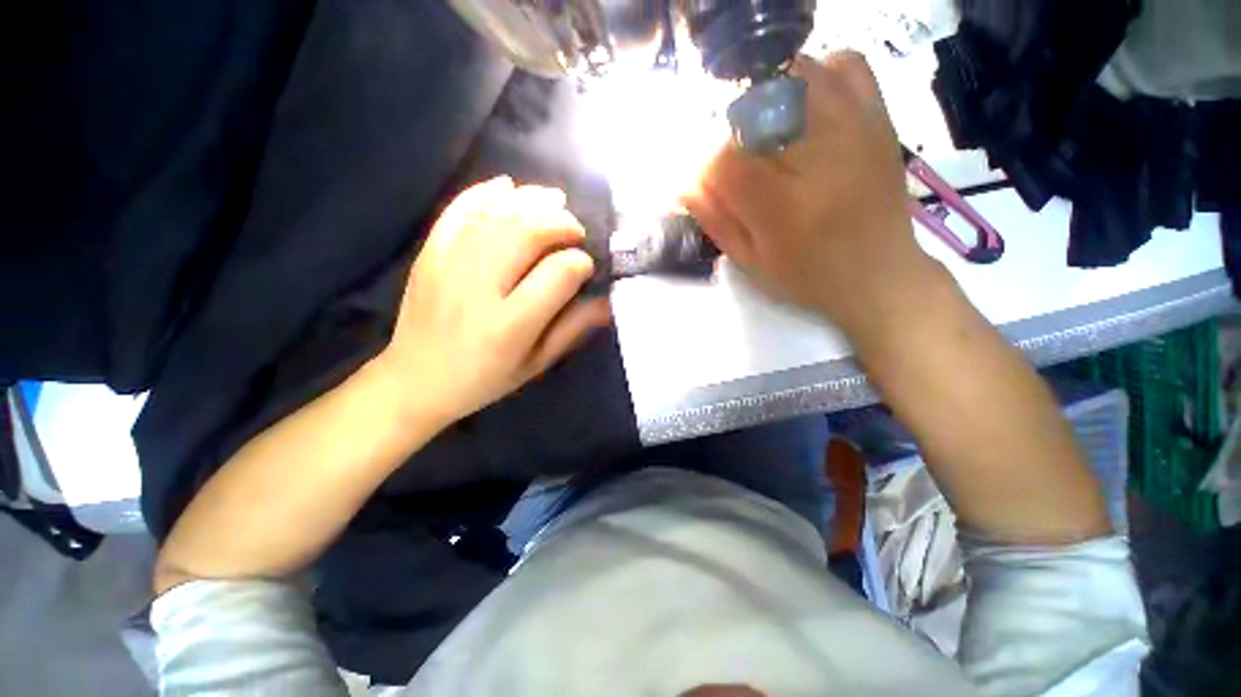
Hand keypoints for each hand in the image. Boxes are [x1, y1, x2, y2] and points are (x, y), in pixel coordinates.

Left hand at [376, 177, 610, 425]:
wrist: (415, 380)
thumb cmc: (485, 379)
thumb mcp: (536, 363)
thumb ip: (572, 329)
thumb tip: (607, 299)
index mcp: (510, 326)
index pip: (558, 274)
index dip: (580, 263)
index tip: (586, 266)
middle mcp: (478, 289)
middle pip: (527, 233)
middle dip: (561, 223)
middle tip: (575, 230)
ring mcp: (448, 266)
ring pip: (497, 215)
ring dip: (532, 201)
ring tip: (555, 202)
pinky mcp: (429, 253)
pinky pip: (458, 209)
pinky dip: (486, 192)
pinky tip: (509, 186)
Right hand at [684, 52, 943, 339]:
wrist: (879, 275)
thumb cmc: (808, 277)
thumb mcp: (750, 260)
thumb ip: (715, 219)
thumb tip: (682, 181)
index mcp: (783, 205)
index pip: (724, 159)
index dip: (707, 169)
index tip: (711, 186)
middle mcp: (820, 155)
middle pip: (755, 106)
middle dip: (735, 134)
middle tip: (745, 165)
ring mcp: (855, 127)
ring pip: (794, 74)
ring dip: (769, 99)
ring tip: (772, 135)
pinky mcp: (878, 117)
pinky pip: (844, 65)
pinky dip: (817, 75)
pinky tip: (808, 107)